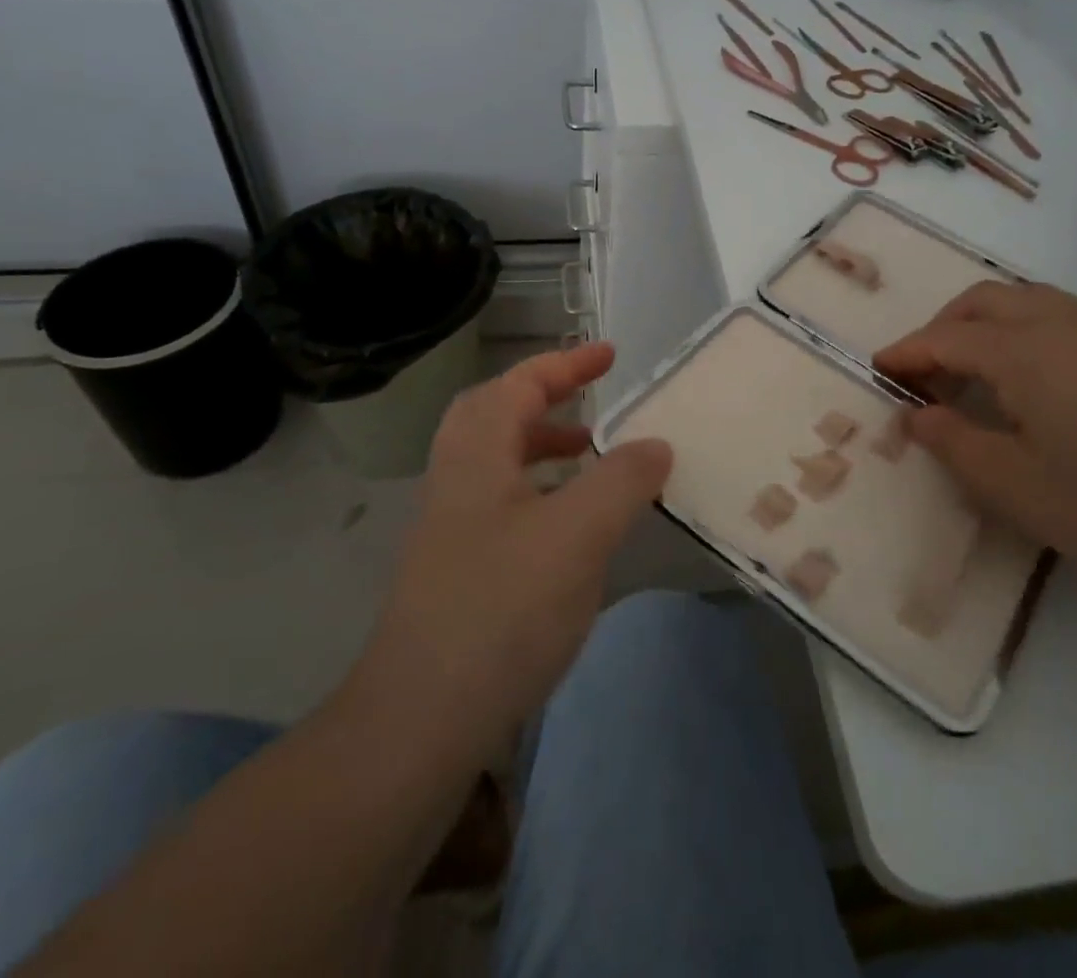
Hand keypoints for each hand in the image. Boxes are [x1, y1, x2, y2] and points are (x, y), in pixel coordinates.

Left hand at [342, 343, 670, 758]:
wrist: (420, 722)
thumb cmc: (501, 609)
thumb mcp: (578, 535)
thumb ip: (623, 480)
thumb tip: (656, 443)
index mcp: (477, 454)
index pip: (520, 384)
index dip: (567, 363)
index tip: (611, 355)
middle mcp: (457, 478)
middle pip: (495, 412)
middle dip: (545, 396)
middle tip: (591, 401)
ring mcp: (452, 526)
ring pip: (499, 459)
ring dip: (544, 443)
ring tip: (592, 455)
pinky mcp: (458, 568)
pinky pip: (504, 501)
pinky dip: (541, 489)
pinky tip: (573, 525)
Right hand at [874, 281, 1076, 592]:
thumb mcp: (1013, 485)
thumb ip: (954, 443)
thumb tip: (918, 415)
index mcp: (1022, 350)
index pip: (945, 338)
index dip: (907, 354)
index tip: (878, 370)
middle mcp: (1059, 323)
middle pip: (983, 301)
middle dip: (942, 327)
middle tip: (925, 373)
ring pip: (1025, 300)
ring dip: (984, 323)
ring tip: (972, 372)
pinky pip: (1059, 316)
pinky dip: (1023, 330)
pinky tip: (1032, 380)